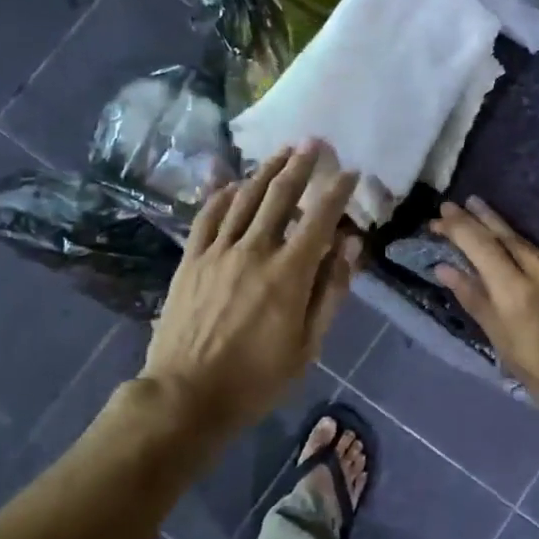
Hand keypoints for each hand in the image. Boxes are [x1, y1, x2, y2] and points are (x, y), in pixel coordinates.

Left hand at [144, 143, 361, 434]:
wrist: (187, 395)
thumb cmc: (258, 378)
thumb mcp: (309, 345)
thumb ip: (331, 292)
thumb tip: (350, 248)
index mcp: (290, 274)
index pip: (320, 218)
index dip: (337, 191)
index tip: (350, 172)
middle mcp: (254, 251)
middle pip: (280, 195)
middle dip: (300, 165)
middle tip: (314, 143)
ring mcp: (218, 252)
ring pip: (244, 198)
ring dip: (265, 171)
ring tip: (281, 152)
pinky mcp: (191, 260)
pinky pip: (208, 216)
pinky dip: (223, 195)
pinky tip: (233, 184)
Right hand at [431, 198, 538, 428]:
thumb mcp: (506, 346)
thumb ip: (477, 302)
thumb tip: (446, 270)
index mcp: (517, 291)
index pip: (481, 246)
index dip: (458, 228)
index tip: (439, 215)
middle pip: (505, 236)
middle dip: (477, 218)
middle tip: (453, 204)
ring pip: (525, 244)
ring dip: (499, 228)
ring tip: (477, 213)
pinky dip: (521, 247)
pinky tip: (513, 249)